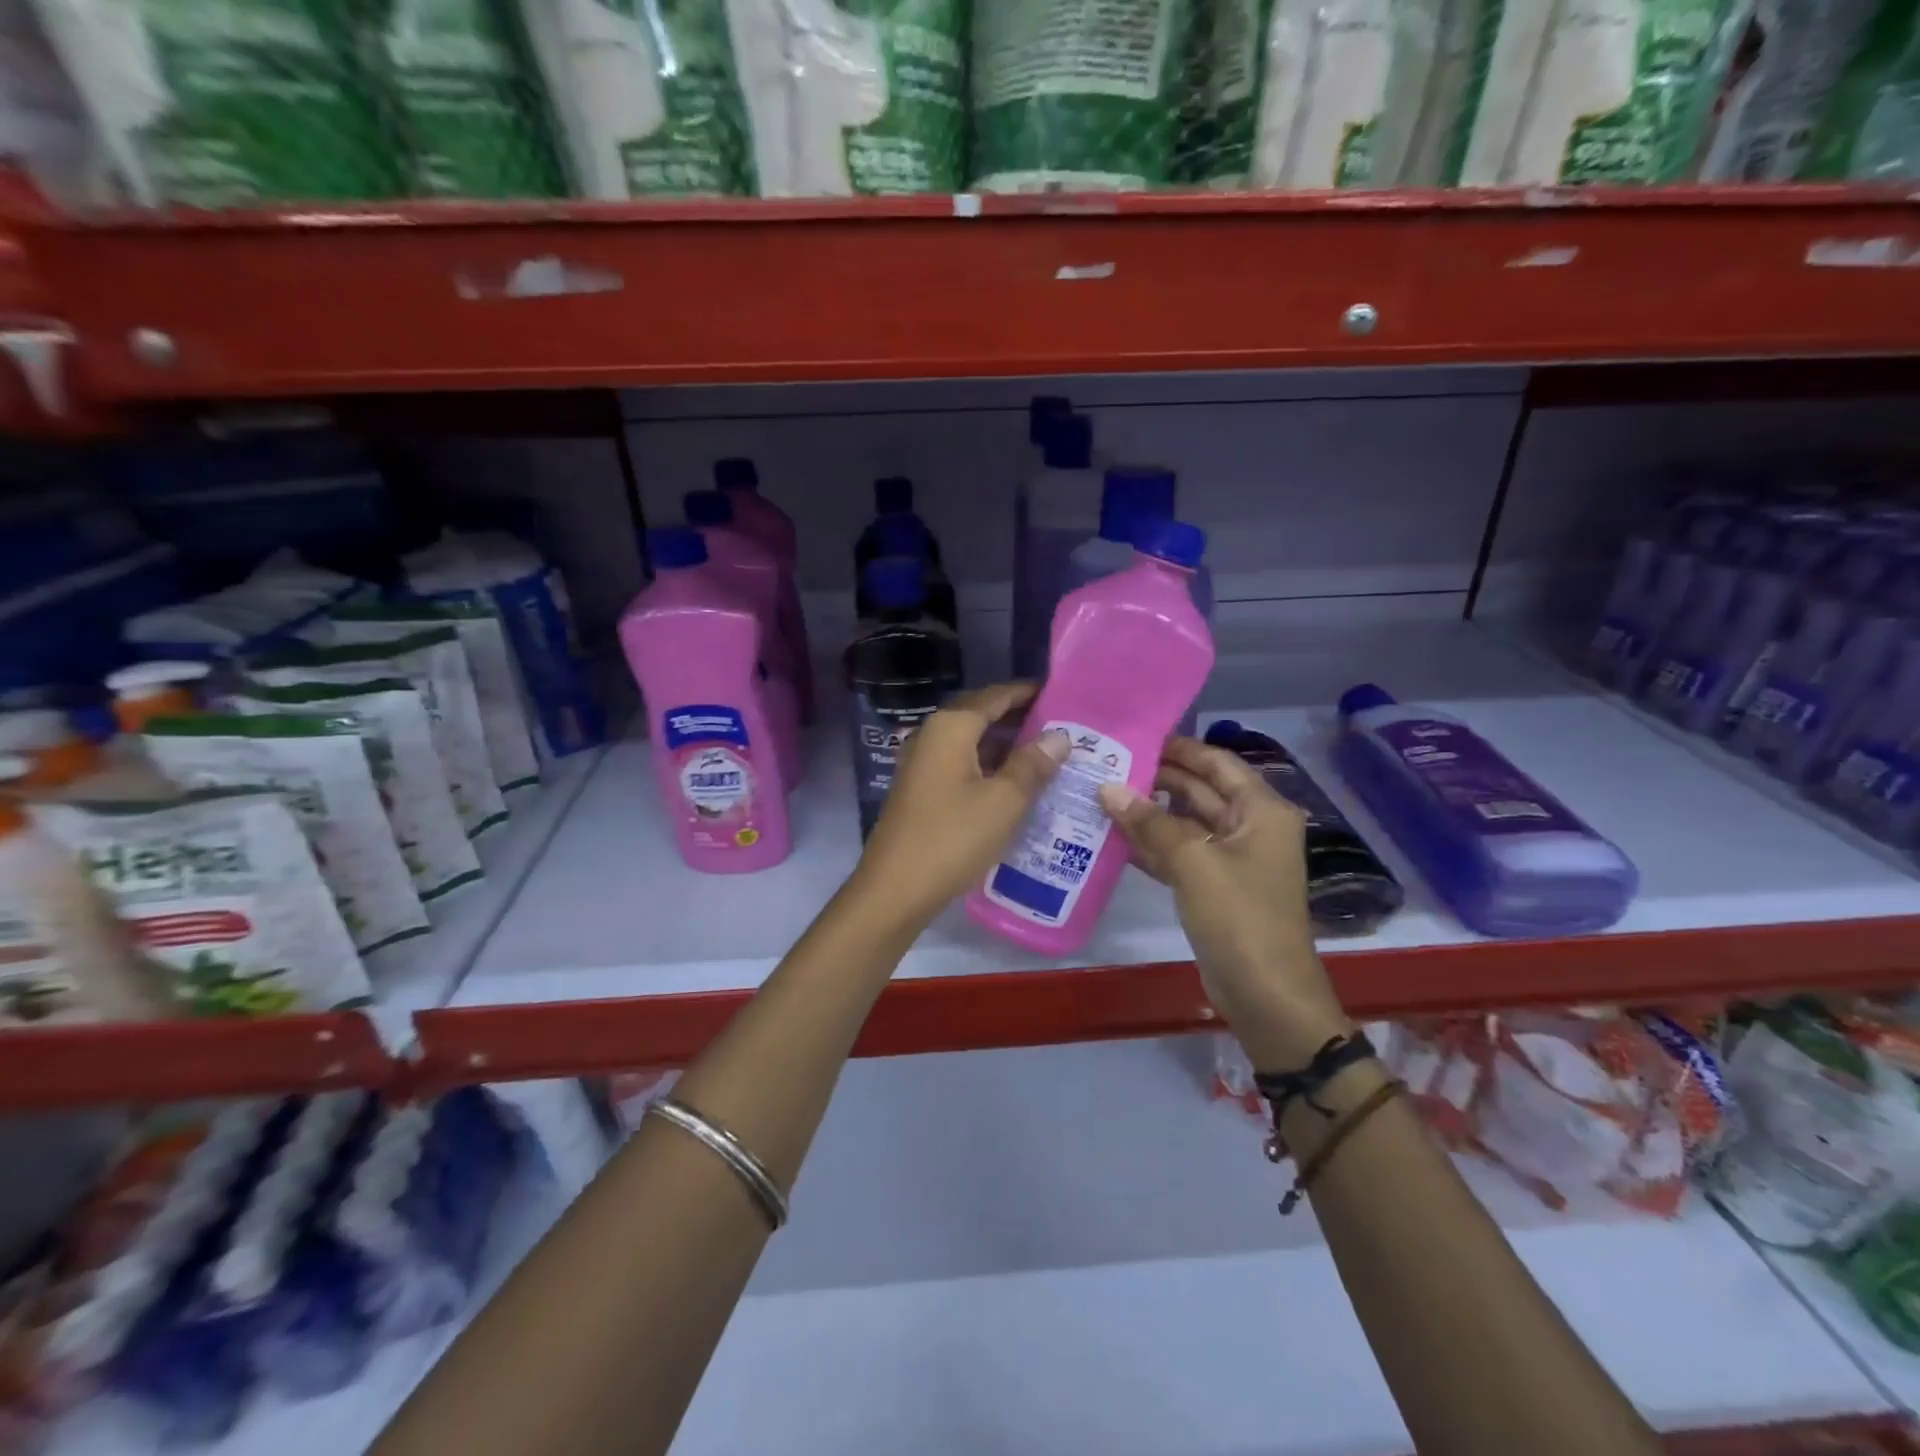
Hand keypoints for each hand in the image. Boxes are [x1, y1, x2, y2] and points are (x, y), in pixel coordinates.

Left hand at [852, 682, 1068, 931]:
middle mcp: (932, 736)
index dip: (1027, 692)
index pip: (995, 695)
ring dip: (1005, 744)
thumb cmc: (952, 838)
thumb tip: (1059, 736)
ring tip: (1046, 753)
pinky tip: (1014, 782)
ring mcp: (922, 763)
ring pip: (971, 742)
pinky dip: (989, 765)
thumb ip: (1033, 765)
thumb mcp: (1004, 801)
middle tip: (1061, 726)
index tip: (1060, 693)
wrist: (895, 889)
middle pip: (981, 715)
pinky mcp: (921, 789)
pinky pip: (961, 764)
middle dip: (1018, 717)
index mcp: (951, 727)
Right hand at [1097, 737, 1350, 1068]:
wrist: (1265, 994)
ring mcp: (1233, 859)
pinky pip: (1181, 854)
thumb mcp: (1193, 862)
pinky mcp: (1216, 887)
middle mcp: (1250, 827)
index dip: (1179, 748)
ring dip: (1150, 813)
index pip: (1217, 763)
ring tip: (1102, 795)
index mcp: (1261, 811)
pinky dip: (1153, 846)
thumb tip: (1107, 788)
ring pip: (1187, 823)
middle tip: (1108, 765)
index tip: (1134, 737)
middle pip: (1200, 790)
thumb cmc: (1239, 917)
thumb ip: (1149, 822)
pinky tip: (1115, 838)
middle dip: (1157, 779)